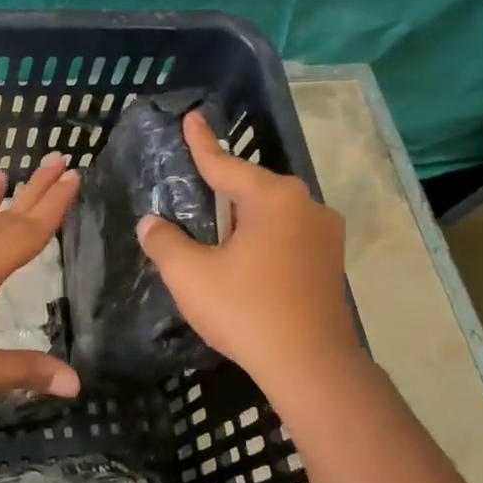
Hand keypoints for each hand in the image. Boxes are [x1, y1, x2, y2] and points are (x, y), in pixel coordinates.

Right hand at [136, 111, 357, 387]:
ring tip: (216, 226)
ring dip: (244, 216)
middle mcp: (306, 206)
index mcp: (273, 199)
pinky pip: (287, 236)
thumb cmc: (246, 310)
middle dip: (224, 186)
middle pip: (253, 187)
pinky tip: (245, 258)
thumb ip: (165, 242)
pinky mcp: (331, 264)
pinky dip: (262, 238)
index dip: (202, 143)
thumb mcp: (190, 275)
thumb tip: (151, 223)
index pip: (225, 164)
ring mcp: (325, 236)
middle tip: (196, 184)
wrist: (311, 366)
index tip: (192, 117)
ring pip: (273, 214)